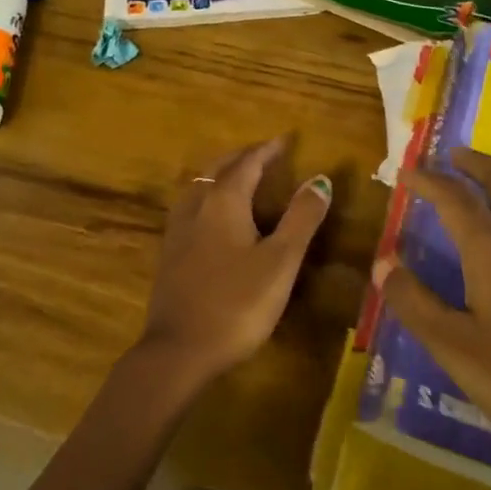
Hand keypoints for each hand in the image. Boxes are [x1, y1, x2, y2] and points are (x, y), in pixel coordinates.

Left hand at [138, 137, 331, 386]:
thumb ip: (301, 218)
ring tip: (239, 176)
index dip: (268, 150)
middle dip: (242, 157)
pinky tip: (212, 216)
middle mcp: (197, 206)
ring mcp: (178, 229)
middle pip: (218, 169)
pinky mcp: (170, 253)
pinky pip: (191, 207)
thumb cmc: (237, 303)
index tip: (286, 139)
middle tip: (264, 153)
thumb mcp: (281, 261)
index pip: (248, 163)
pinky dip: (208, 196)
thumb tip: (320, 179)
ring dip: (221, 174)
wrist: (179, 350)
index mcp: (224, 201)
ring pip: (200, 186)